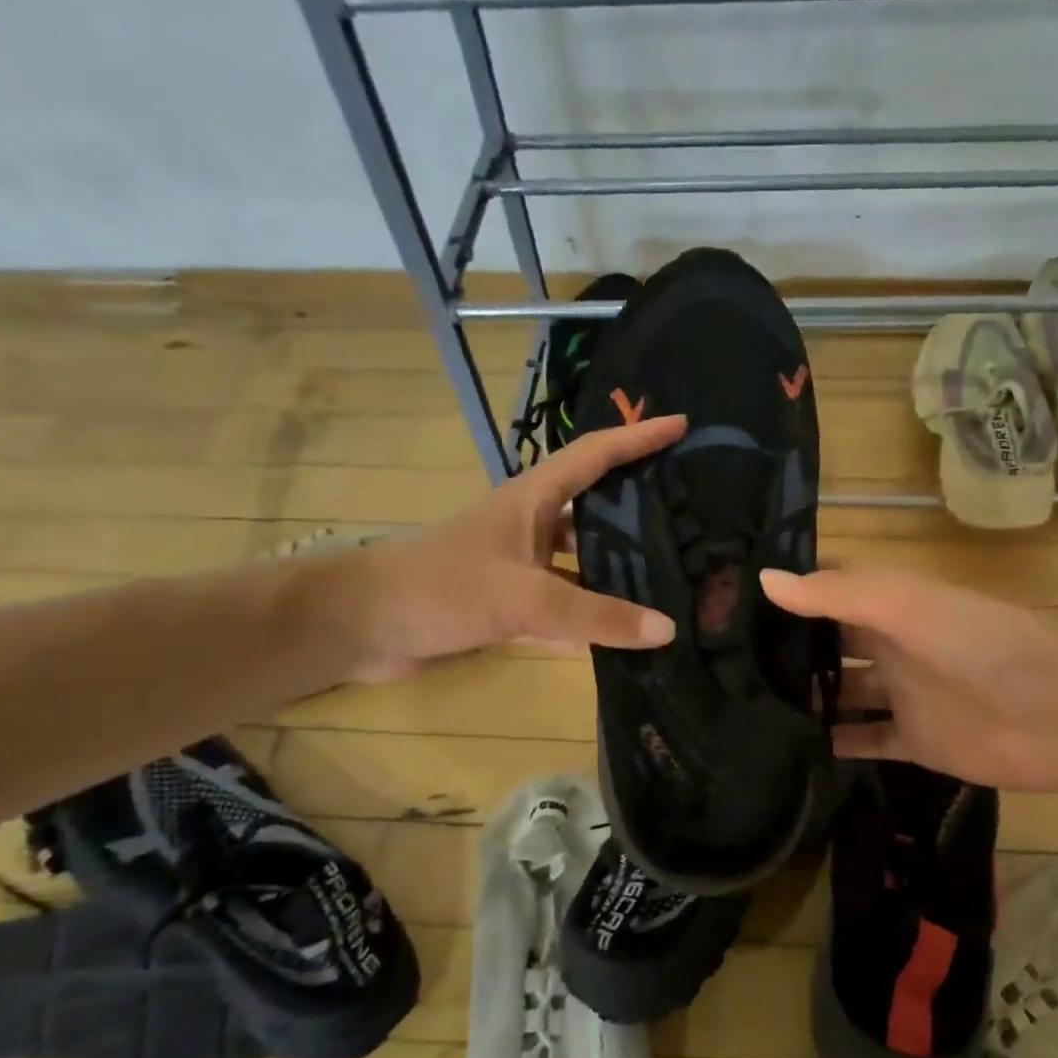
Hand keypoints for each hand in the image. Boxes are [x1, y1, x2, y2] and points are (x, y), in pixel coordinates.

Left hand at [313, 416, 685, 682]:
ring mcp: (520, 566)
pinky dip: (593, 616)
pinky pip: (566, 603)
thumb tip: (668, 630)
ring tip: (673, 577)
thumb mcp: (525, 598)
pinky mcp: (510, 603)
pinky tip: (627, 632)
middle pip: (595, 508)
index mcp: (533, 499)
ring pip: (582, 560)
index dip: (637, 437)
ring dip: (619, 567)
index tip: (682, 426)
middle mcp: (531, 525)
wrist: (364, 625)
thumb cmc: (442, 588)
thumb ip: (596, 615)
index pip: (595, 455)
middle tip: (693, 516)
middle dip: (639, 507)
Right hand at [761, 565, 1057, 793]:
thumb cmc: (977, 644)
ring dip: (807, 699)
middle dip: (790, 650)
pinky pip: (867, 740)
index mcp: (890, 605)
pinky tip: (793, 751)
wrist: (1057, 712)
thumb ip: (835, 594)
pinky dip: (836, 744)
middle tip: (728, 665)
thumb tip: (763, 579)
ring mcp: (903, 695)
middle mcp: (891, 646)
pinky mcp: (915, 740)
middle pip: (831, 644)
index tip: (734, 602)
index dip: (790, 591)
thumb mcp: (904, 605)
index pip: (830, 590)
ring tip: (747, 709)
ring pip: (843, 694)